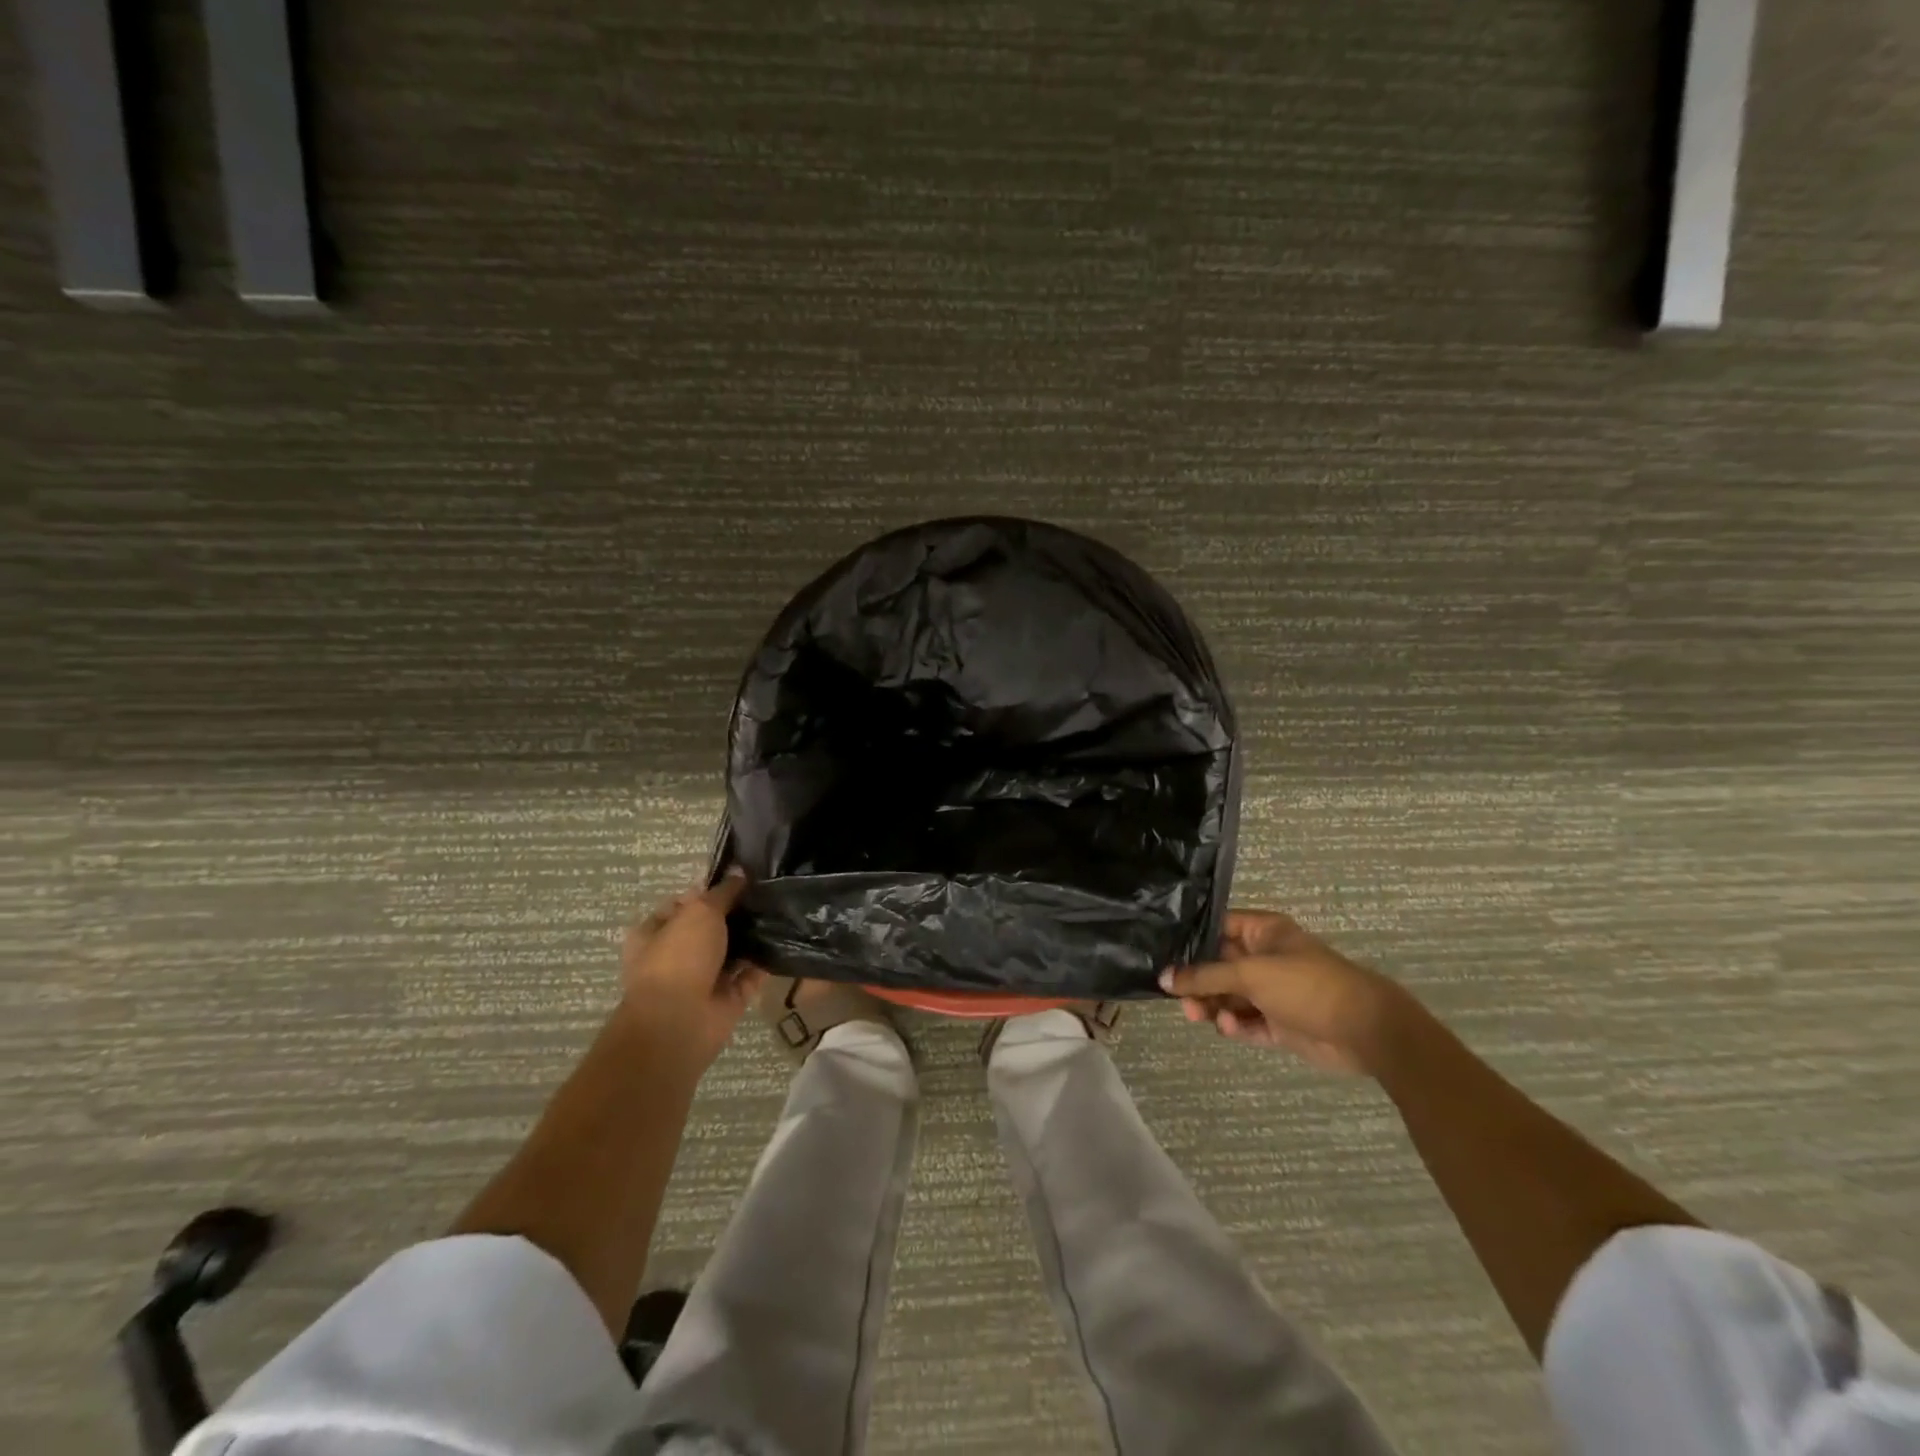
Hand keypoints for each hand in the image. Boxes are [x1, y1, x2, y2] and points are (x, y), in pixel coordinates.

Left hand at [620, 870, 765, 1069]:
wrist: (680, 1023)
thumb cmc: (679, 958)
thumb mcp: (700, 912)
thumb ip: (722, 892)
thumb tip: (739, 873)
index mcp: (655, 933)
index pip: (683, 904)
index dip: (710, 891)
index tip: (742, 879)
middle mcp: (677, 955)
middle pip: (711, 927)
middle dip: (737, 913)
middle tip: (769, 893)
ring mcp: (703, 978)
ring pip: (732, 951)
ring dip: (753, 936)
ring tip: (784, 911)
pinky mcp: (727, 998)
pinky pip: (751, 974)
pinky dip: (766, 962)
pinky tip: (787, 940)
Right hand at [1160, 910, 1417, 1075]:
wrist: (1364, 1030)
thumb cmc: (1306, 985)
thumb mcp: (1250, 973)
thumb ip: (1205, 976)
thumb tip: (1163, 978)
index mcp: (1263, 932)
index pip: (1217, 927)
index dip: (1191, 939)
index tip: (1162, 953)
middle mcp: (1265, 958)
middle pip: (1219, 966)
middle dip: (1198, 981)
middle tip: (1178, 997)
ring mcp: (1273, 993)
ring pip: (1229, 997)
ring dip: (1212, 1006)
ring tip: (1198, 1016)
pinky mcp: (1279, 1024)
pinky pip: (1246, 1023)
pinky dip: (1234, 1026)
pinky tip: (1229, 1029)